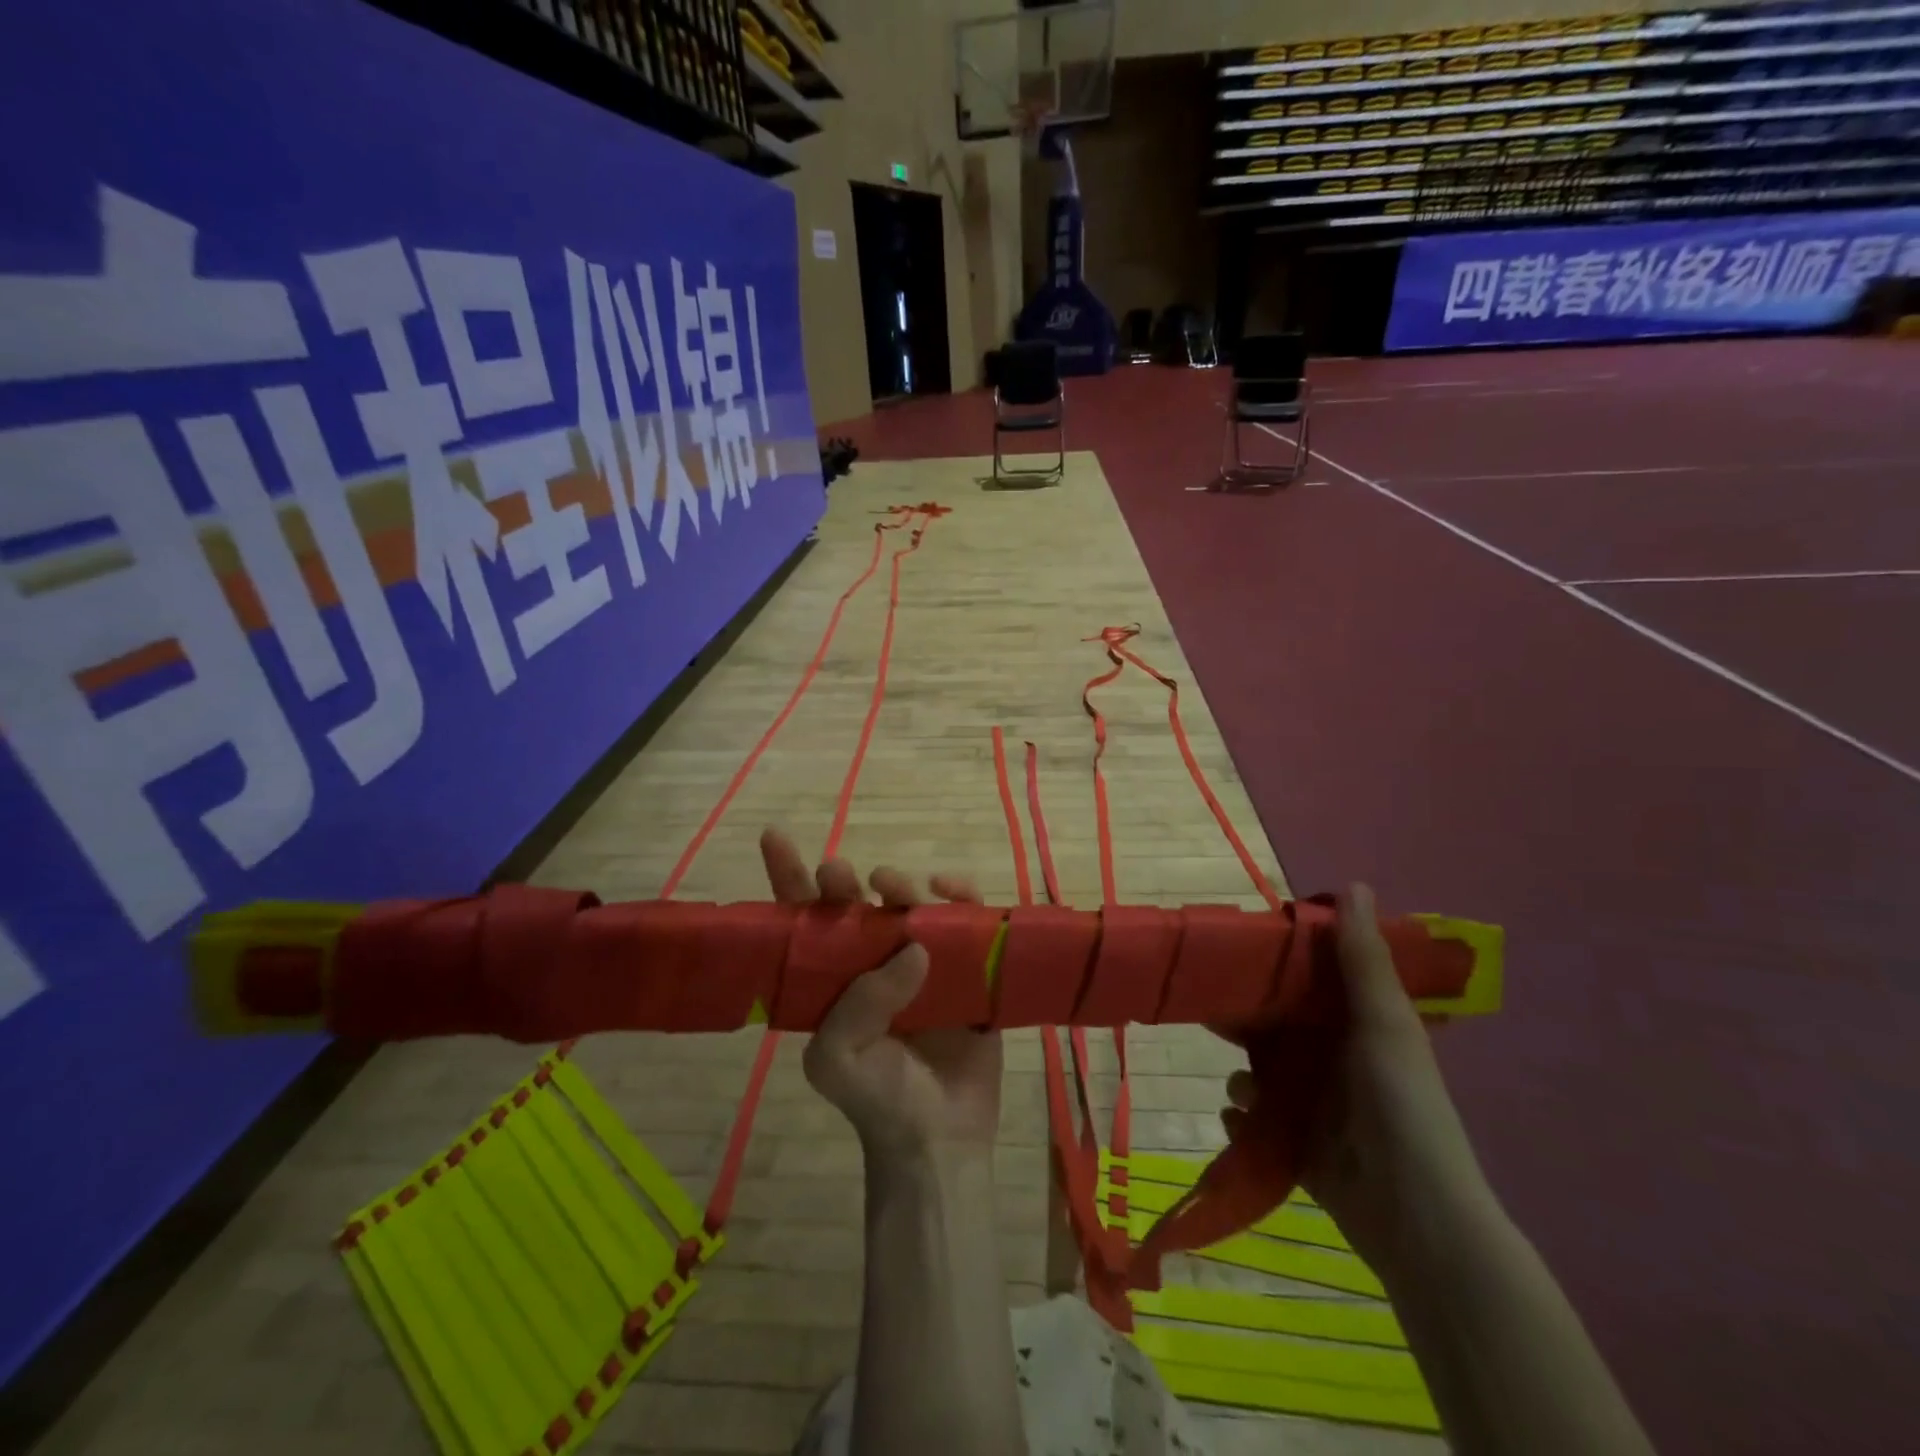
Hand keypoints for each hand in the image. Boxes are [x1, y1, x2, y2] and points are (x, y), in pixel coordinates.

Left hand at [759, 828, 1003, 1159]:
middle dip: (840, 881)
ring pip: (909, 903)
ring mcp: (922, 961)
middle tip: (837, 874)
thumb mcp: (837, 1060)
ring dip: (900, 884)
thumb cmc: (878, 1101)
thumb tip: (912, 949)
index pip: (804, 920)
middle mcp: (872, 961)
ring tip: (890, 884)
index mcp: (831, 980)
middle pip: (854, 904)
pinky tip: (951, 890)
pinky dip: (960, 896)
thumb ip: (858, 1004)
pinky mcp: (967, 966)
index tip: (775, 835)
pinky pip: (964, 918)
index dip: (788, 876)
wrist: (940, 1141)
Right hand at [1221, 884, 1494, 1268]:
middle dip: (1239, 1019)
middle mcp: (1329, 1062)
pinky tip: (1242, 1123)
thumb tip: (1352, 884)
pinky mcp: (1294, 1147)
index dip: (1272, 963)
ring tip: (1244, 1092)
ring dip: (1241, 1079)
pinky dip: (1242, 1120)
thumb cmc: (1401, 1107)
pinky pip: (1251, 1122)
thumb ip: (1362, 959)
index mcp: (1353, 1027)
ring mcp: (1312, 1107)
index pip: (1305, 982)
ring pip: (1255, 1074)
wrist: (1415, 1217)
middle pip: (1271, 1027)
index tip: (1234, 948)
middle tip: (1203, 1008)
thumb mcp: (1384, 1024)